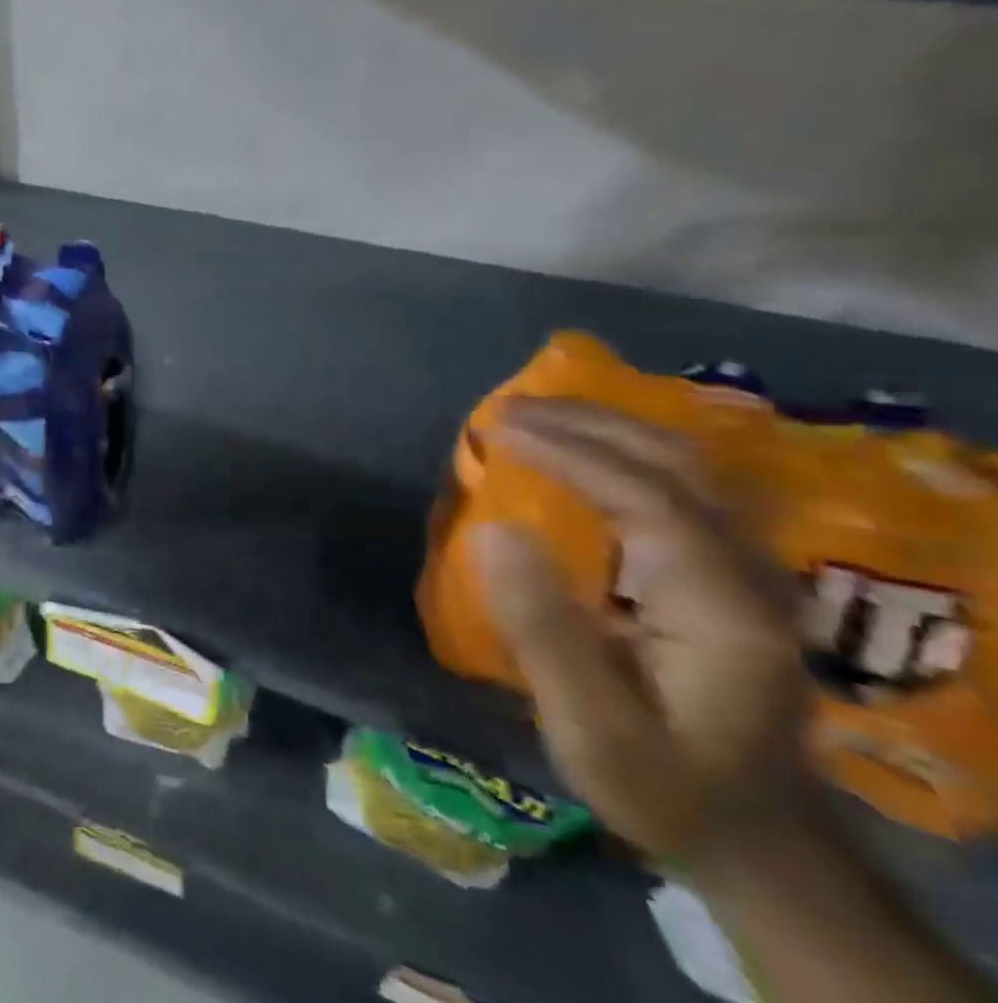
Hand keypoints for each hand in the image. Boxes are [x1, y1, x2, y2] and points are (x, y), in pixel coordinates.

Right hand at [470, 398, 812, 864]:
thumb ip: (545, 631)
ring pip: (689, 466)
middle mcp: (751, 575)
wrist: (753, 834)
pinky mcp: (731, 572)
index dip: (571, 453)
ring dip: (609, 429)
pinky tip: (580, 450)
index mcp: (724, 610)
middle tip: (507, 411)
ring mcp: (750, 570)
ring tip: (534, 417)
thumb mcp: (592, 731)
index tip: (499, 430)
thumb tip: (493, 530)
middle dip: (590, 423)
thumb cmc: (661, 784)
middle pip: (680, 464)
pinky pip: (681, 485)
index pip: (650, 498)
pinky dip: (623, 452)